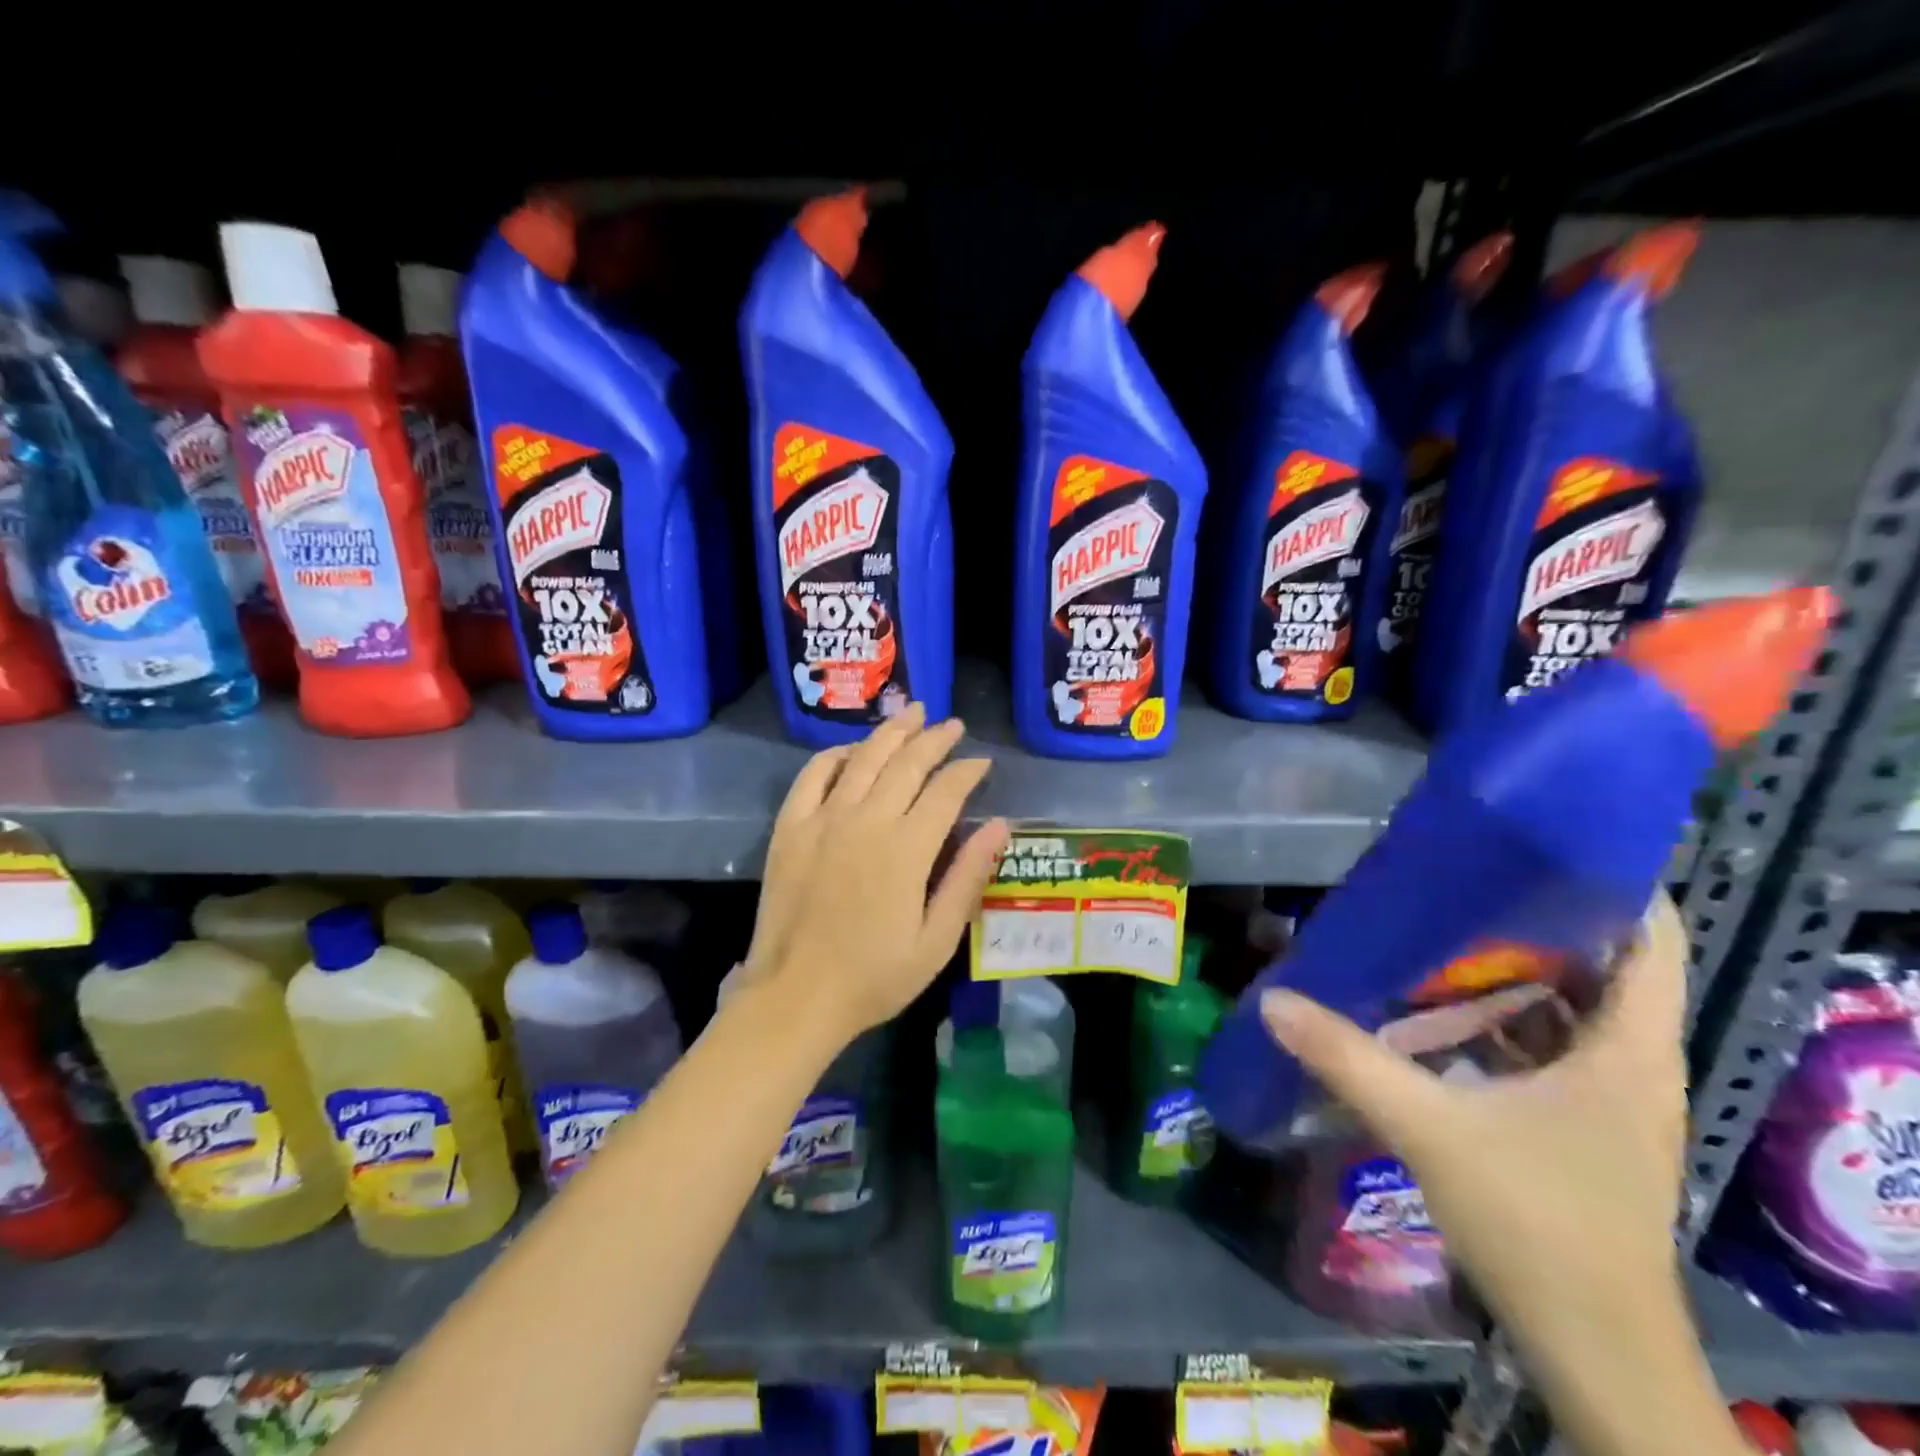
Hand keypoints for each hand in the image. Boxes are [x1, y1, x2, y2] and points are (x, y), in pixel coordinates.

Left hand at [746, 703, 1009, 1041]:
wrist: (795, 997)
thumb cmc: (874, 976)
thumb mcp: (936, 940)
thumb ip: (967, 877)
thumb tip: (999, 825)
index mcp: (907, 849)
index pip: (945, 791)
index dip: (967, 771)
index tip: (982, 761)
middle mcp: (866, 820)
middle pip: (906, 763)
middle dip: (934, 739)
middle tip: (951, 725)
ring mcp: (823, 819)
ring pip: (863, 759)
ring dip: (891, 732)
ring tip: (912, 713)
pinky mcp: (790, 827)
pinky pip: (813, 775)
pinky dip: (834, 755)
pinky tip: (851, 749)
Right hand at [1261, 895, 1698, 1395]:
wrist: (1594, 1349)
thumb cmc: (1537, 1224)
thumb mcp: (1430, 1129)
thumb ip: (1348, 1058)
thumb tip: (1274, 998)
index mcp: (1629, 1047)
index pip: (1653, 937)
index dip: (1610, 881)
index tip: (1535, 843)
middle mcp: (1632, 1061)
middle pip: (1602, 962)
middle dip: (1534, 917)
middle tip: (1456, 878)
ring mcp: (1612, 1096)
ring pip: (1571, 1006)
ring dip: (1514, 970)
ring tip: (1441, 928)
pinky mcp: (1584, 1123)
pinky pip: (1549, 1044)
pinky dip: (1503, 1018)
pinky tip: (1442, 1010)